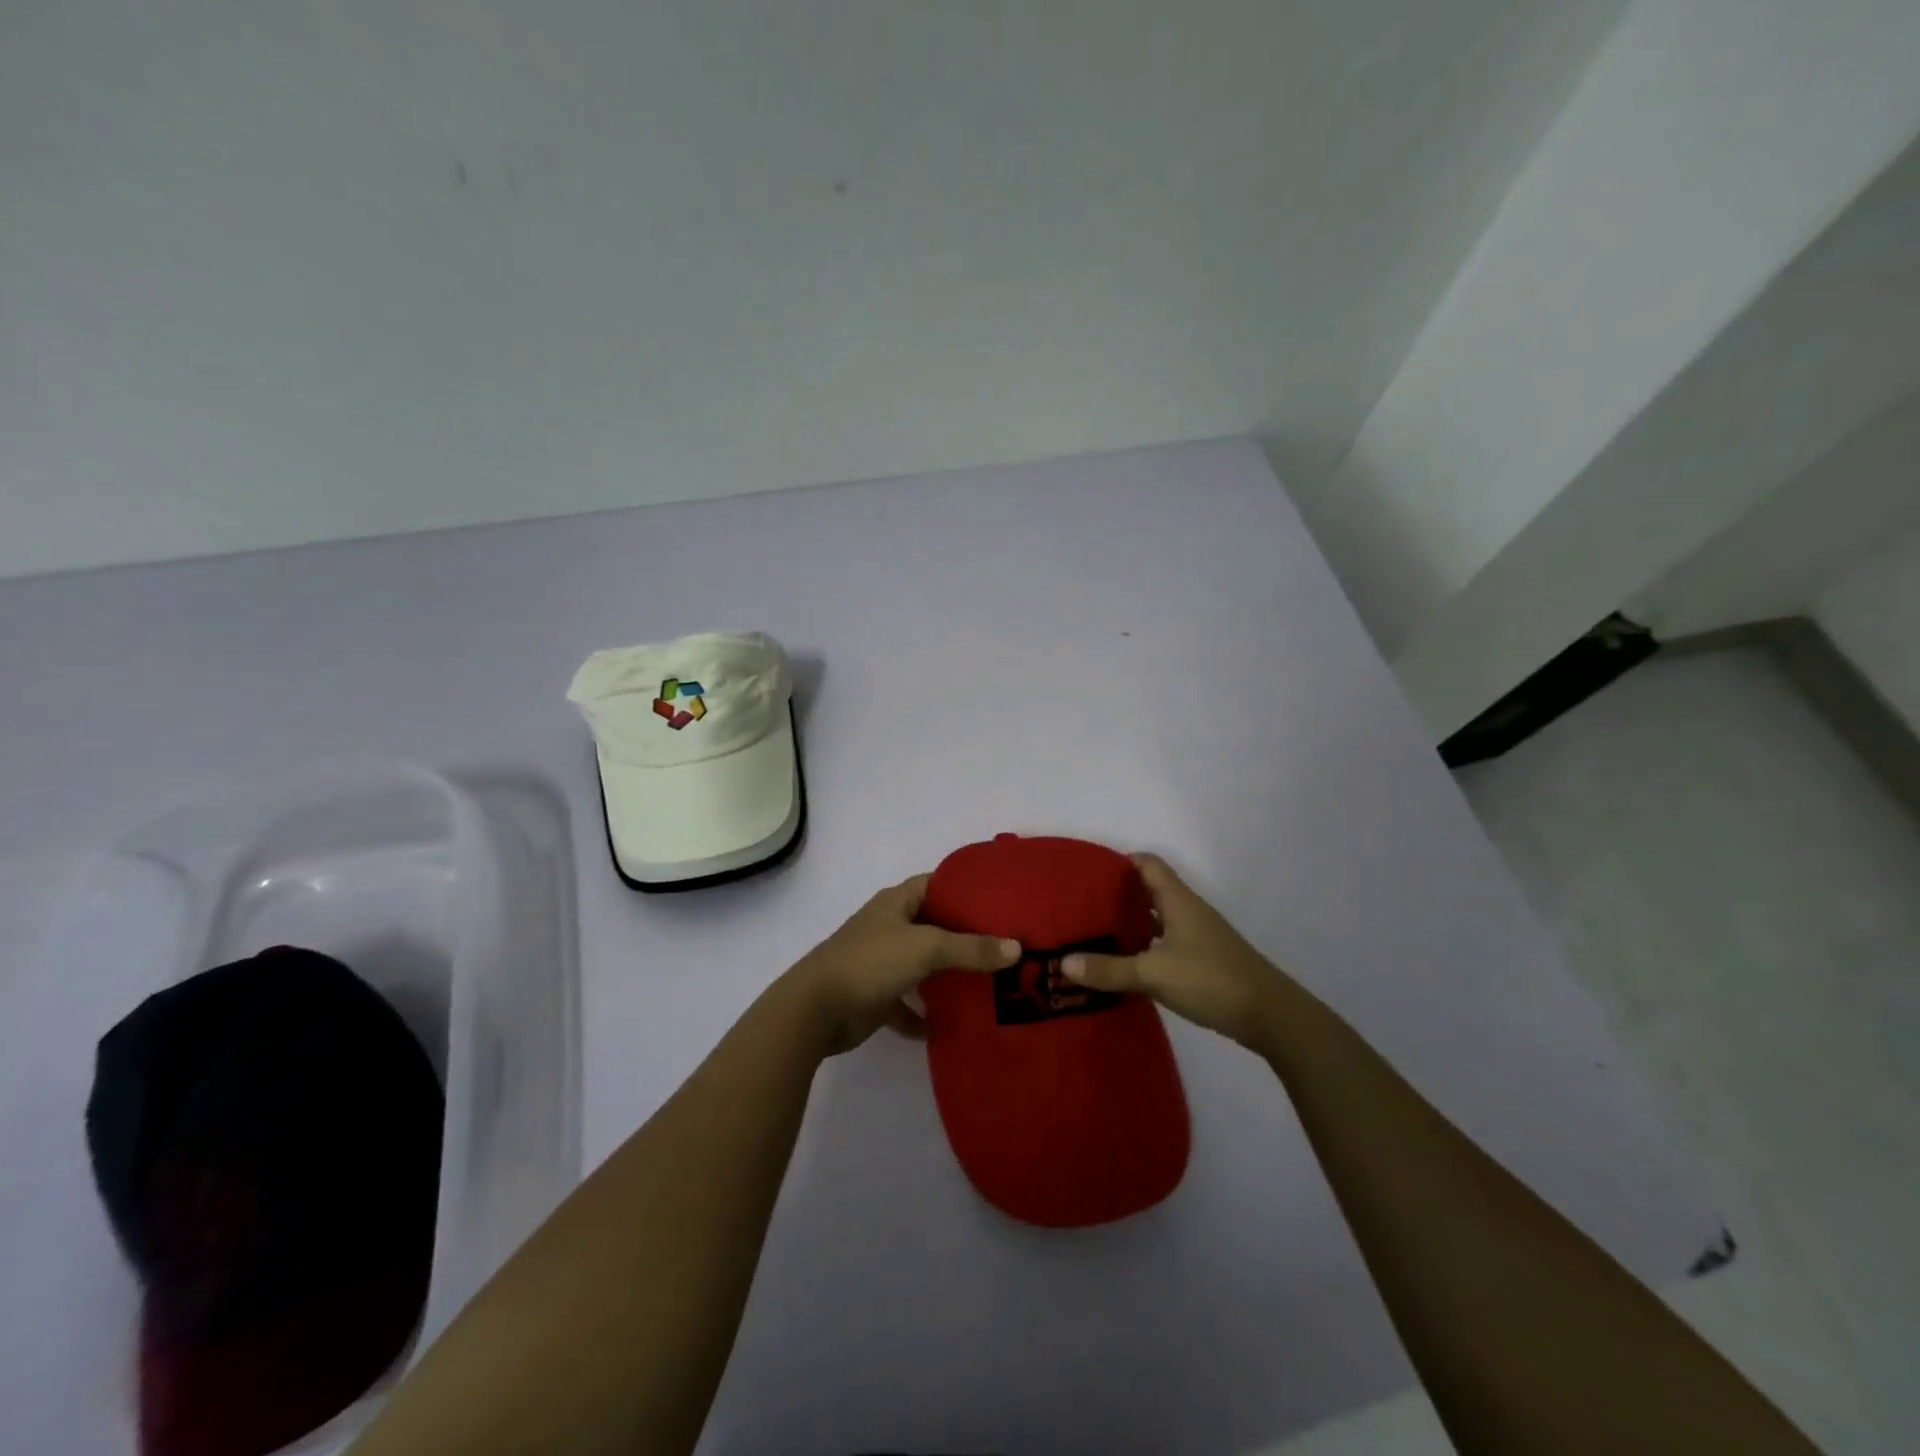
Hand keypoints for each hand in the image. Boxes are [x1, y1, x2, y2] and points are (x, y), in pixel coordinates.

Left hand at [784, 875, 1020, 1055]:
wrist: (815, 1010)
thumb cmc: (870, 963)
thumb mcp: (925, 948)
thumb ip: (970, 948)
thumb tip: (1017, 949)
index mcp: (896, 903)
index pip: (936, 883)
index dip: (965, 888)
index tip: (1000, 899)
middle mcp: (889, 927)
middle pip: (934, 925)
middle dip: (965, 936)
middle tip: (1006, 945)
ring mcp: (881, 962)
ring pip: (923, 964)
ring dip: (947, 975)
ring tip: (989, 983)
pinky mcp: (876, 996)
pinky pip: (907, 1003)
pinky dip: (924, 1014)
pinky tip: (949, 1027)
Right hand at [1061, 853, 1285, 1050]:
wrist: (1270, 1015)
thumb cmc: (1211, 980)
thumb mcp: (1153, 974)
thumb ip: (1109, 969)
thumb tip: (1063, 963)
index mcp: (1177, 900)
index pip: (1147, 863)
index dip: (1119, 862)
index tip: (1088, 873)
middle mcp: (1188, 910)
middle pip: (1150, 890)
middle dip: (1118, 895)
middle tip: (1082, 907)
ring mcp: (1199, 936)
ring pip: (1158, 918)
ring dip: (1132, 923)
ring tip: (1097, 934)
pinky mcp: (1204, 959)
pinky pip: (1167, 942)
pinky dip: (1146, 947)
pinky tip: (1127, 964)